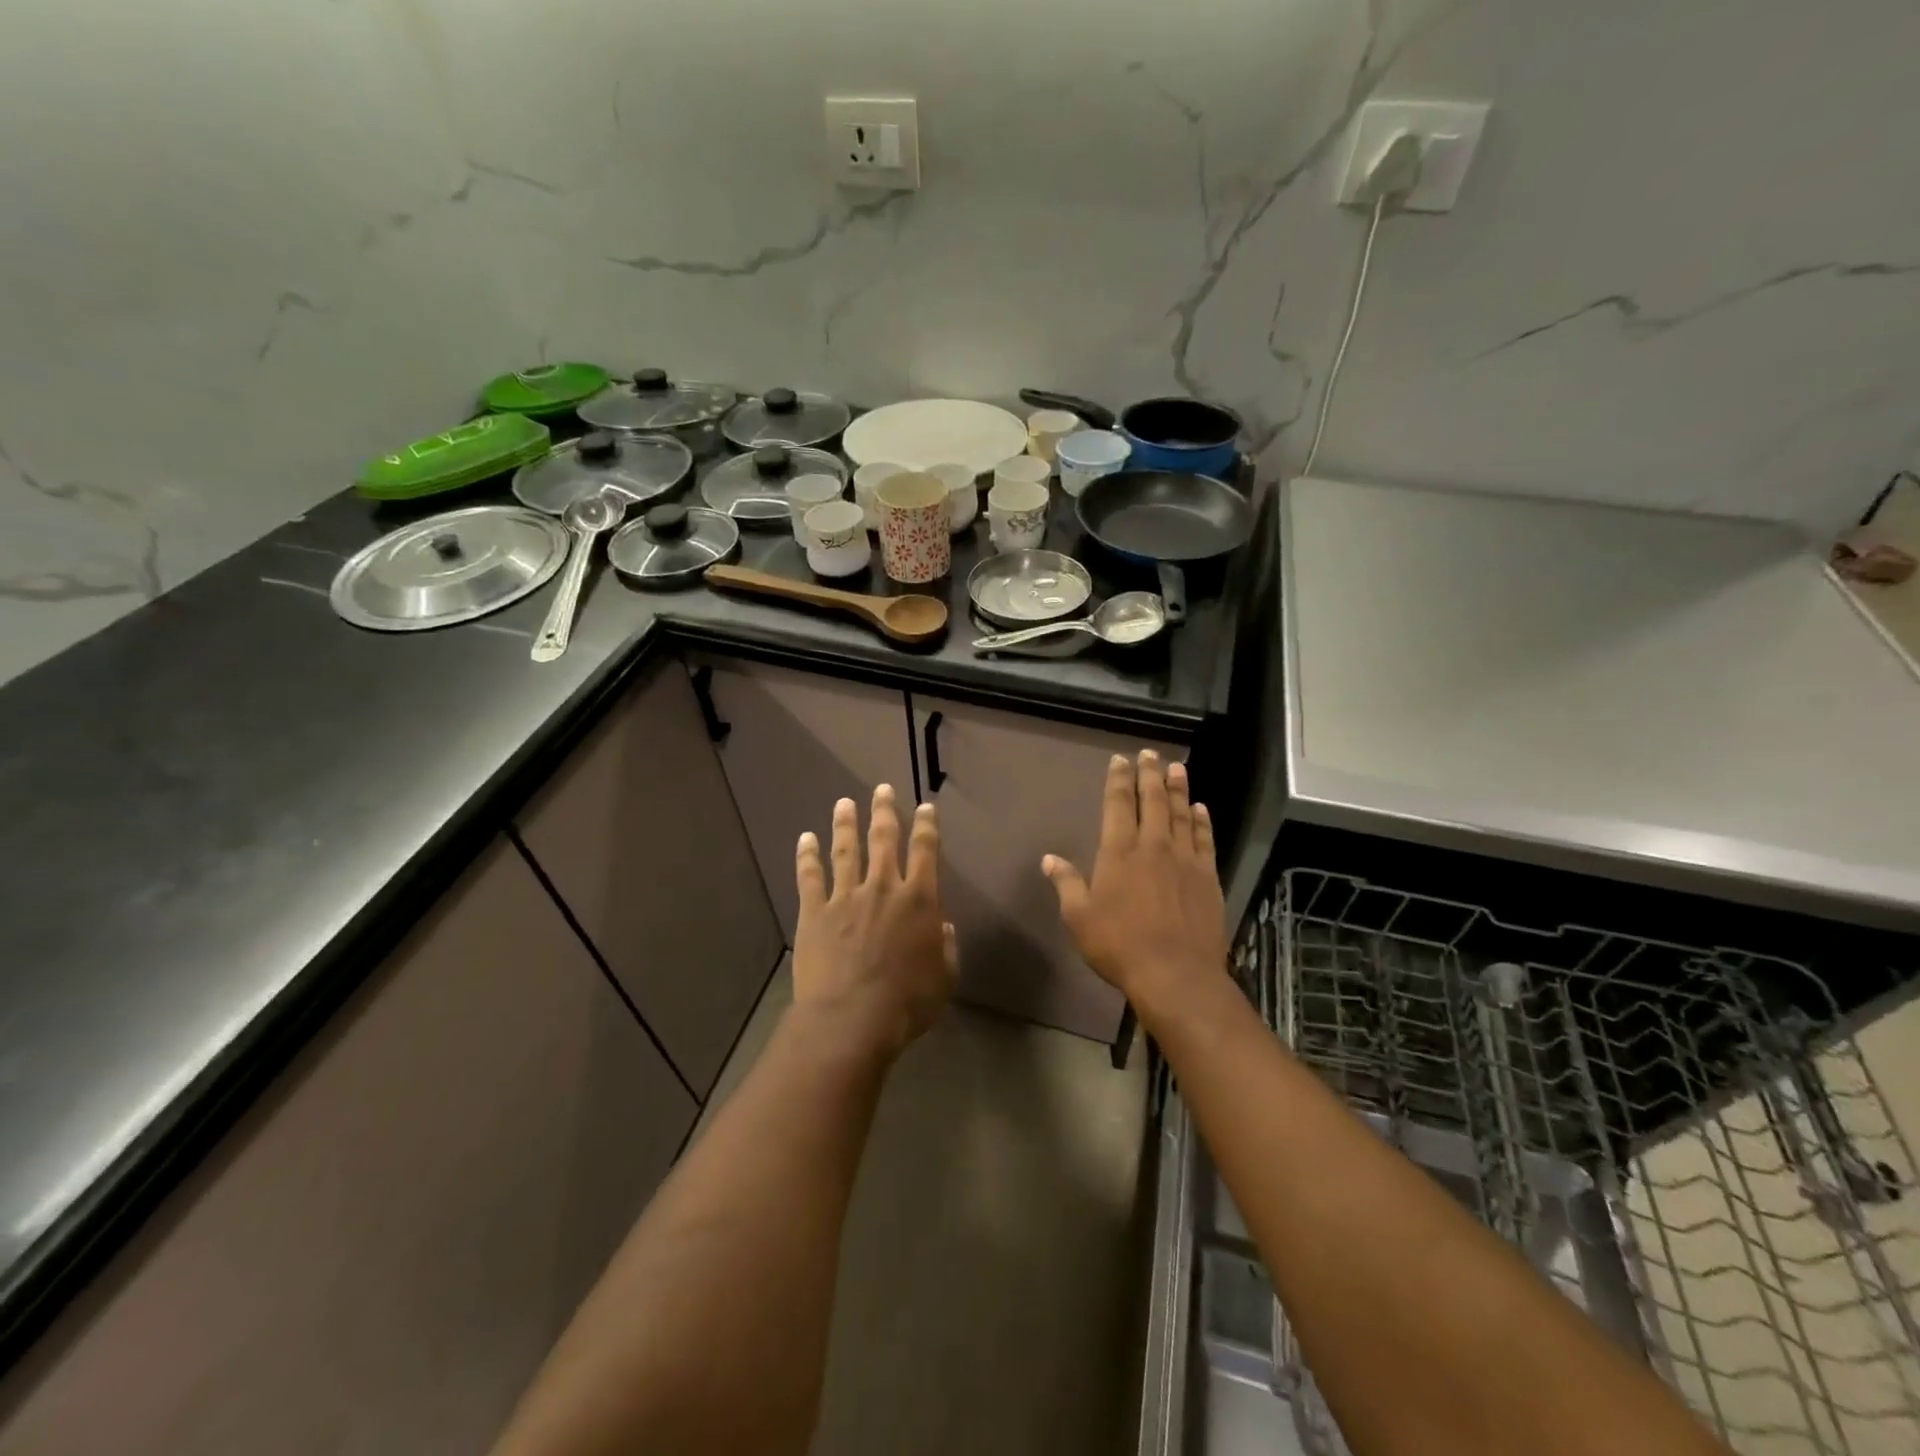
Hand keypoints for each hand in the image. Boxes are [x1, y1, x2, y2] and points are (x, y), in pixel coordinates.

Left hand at [792, 785, 957, 1057]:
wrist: (852, 1019)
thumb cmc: (907, 1003)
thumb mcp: (944, 978)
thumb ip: (946, 948)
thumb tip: (942, 926)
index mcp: (919, 900)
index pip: (925, 851)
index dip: (927, 826)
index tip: (925, 807)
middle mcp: (883, 888)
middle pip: (884, 840)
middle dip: (884, 811)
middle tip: (881, 789)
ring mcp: (846, 896)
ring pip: (846, 850)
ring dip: (845, 824)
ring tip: (844, 803)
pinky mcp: (815, 912)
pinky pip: (810, 876)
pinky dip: (807, 856)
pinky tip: (805, 838)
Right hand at [1043, 751, 1226, 1019]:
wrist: (1175, 974)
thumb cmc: (1119, 945)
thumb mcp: (1079, 918)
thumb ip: (1067, 884)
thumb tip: (1049, 859)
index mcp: (1119, 851)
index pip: (1118, 804)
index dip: (1119, 779)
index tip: (1121, 760)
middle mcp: (1153, 846)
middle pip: (1152, 800)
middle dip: (1150, 774)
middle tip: (1150, 754)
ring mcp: (1185, 860)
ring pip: (1181, 814)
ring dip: (1178, 789)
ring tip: (1177, 768)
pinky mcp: (1207, 877)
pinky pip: (1205, 840)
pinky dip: (1202, 822)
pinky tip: (1200, 809)